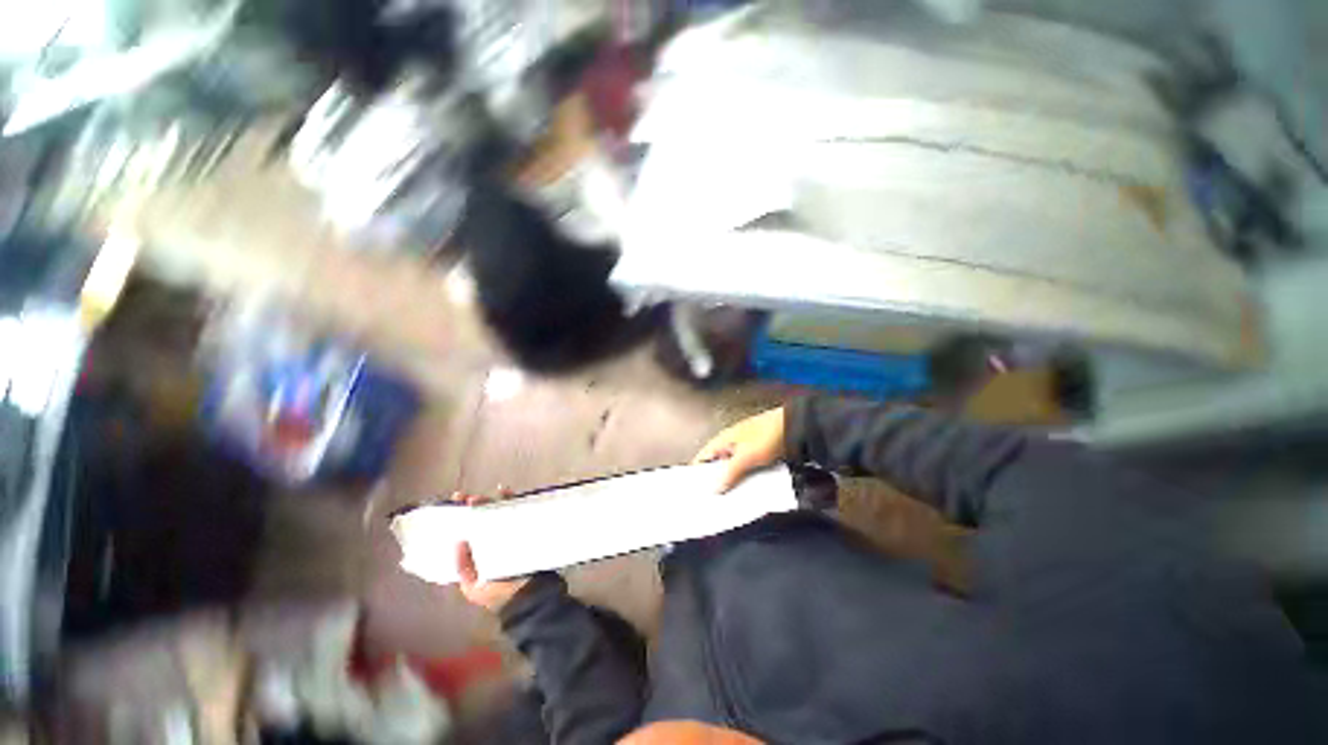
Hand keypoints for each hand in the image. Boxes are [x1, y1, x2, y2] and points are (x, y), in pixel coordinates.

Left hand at [451, 490, 528, 612]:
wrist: (528, 596)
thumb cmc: (498, 594)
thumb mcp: (473, 587)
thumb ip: (464, 568)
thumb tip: (458, 541)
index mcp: (476, 553)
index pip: (466, 530)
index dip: (459, 517)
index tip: (452, 503)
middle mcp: (491, 540)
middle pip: (481, 518)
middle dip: (473, 506)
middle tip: (465, 498)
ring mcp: (509, 533)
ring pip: (498, 512)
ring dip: (490, 501)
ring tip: (481, 497)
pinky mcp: (524, 529)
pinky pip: (518, 512)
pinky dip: (513, 501)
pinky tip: (507, 493)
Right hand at [693, 407, 785, 492]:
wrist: (795, 428)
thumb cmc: (768, 435)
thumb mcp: (746, 457)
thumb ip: (730, 473)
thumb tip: (715, 488)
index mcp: (723, 440)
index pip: (702, 458)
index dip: (696, 473)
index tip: (693, 491)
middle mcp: (731, 444)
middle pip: (717, 466)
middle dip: (715, 481)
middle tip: (712, 501)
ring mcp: (744, 450)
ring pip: (732, 470)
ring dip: (732, 482)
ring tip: (729, 500)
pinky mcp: (756, 455)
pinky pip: (746, 470)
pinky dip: (745, 480)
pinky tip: (747, 493)